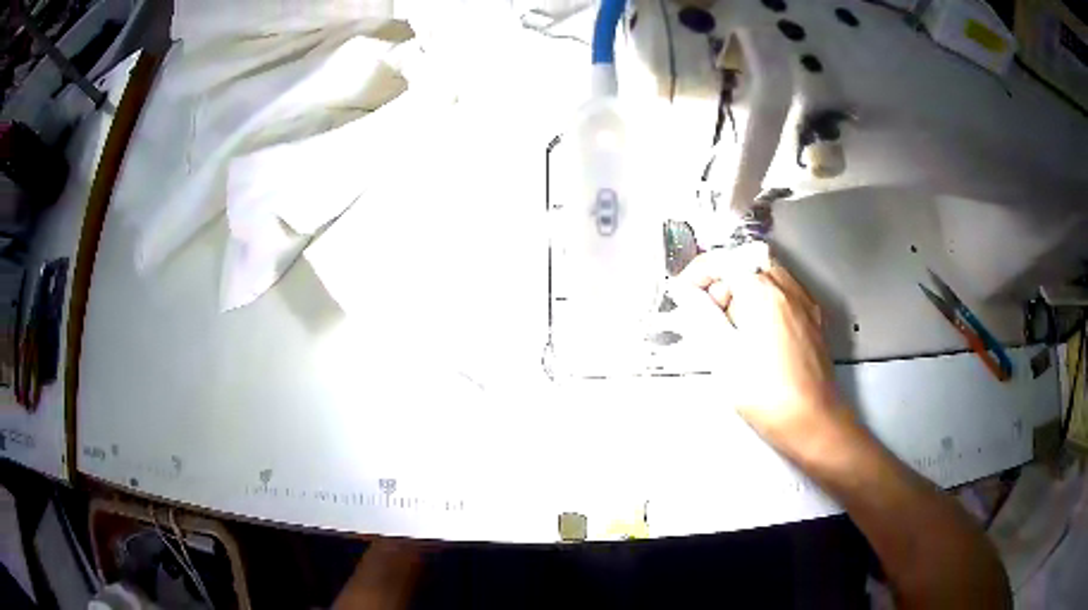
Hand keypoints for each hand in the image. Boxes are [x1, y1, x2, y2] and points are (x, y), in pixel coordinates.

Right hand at [676, 245, 848, 453]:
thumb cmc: (766, 394)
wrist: (812, 422)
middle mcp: (788, 289)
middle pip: (748, 262)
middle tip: (710, 314)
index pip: (724, 260)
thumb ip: (702, 316)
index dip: (697, 272)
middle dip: (723, 280)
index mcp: (764, 292)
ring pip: (769, 275)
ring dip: (745, 289)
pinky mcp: (814, 320)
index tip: (683, 293)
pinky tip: (758, 334)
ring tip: (734, 327)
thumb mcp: (724, 355)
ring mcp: (805, 304)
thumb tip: (685, 292)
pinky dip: (765, 300)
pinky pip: (785, 294)